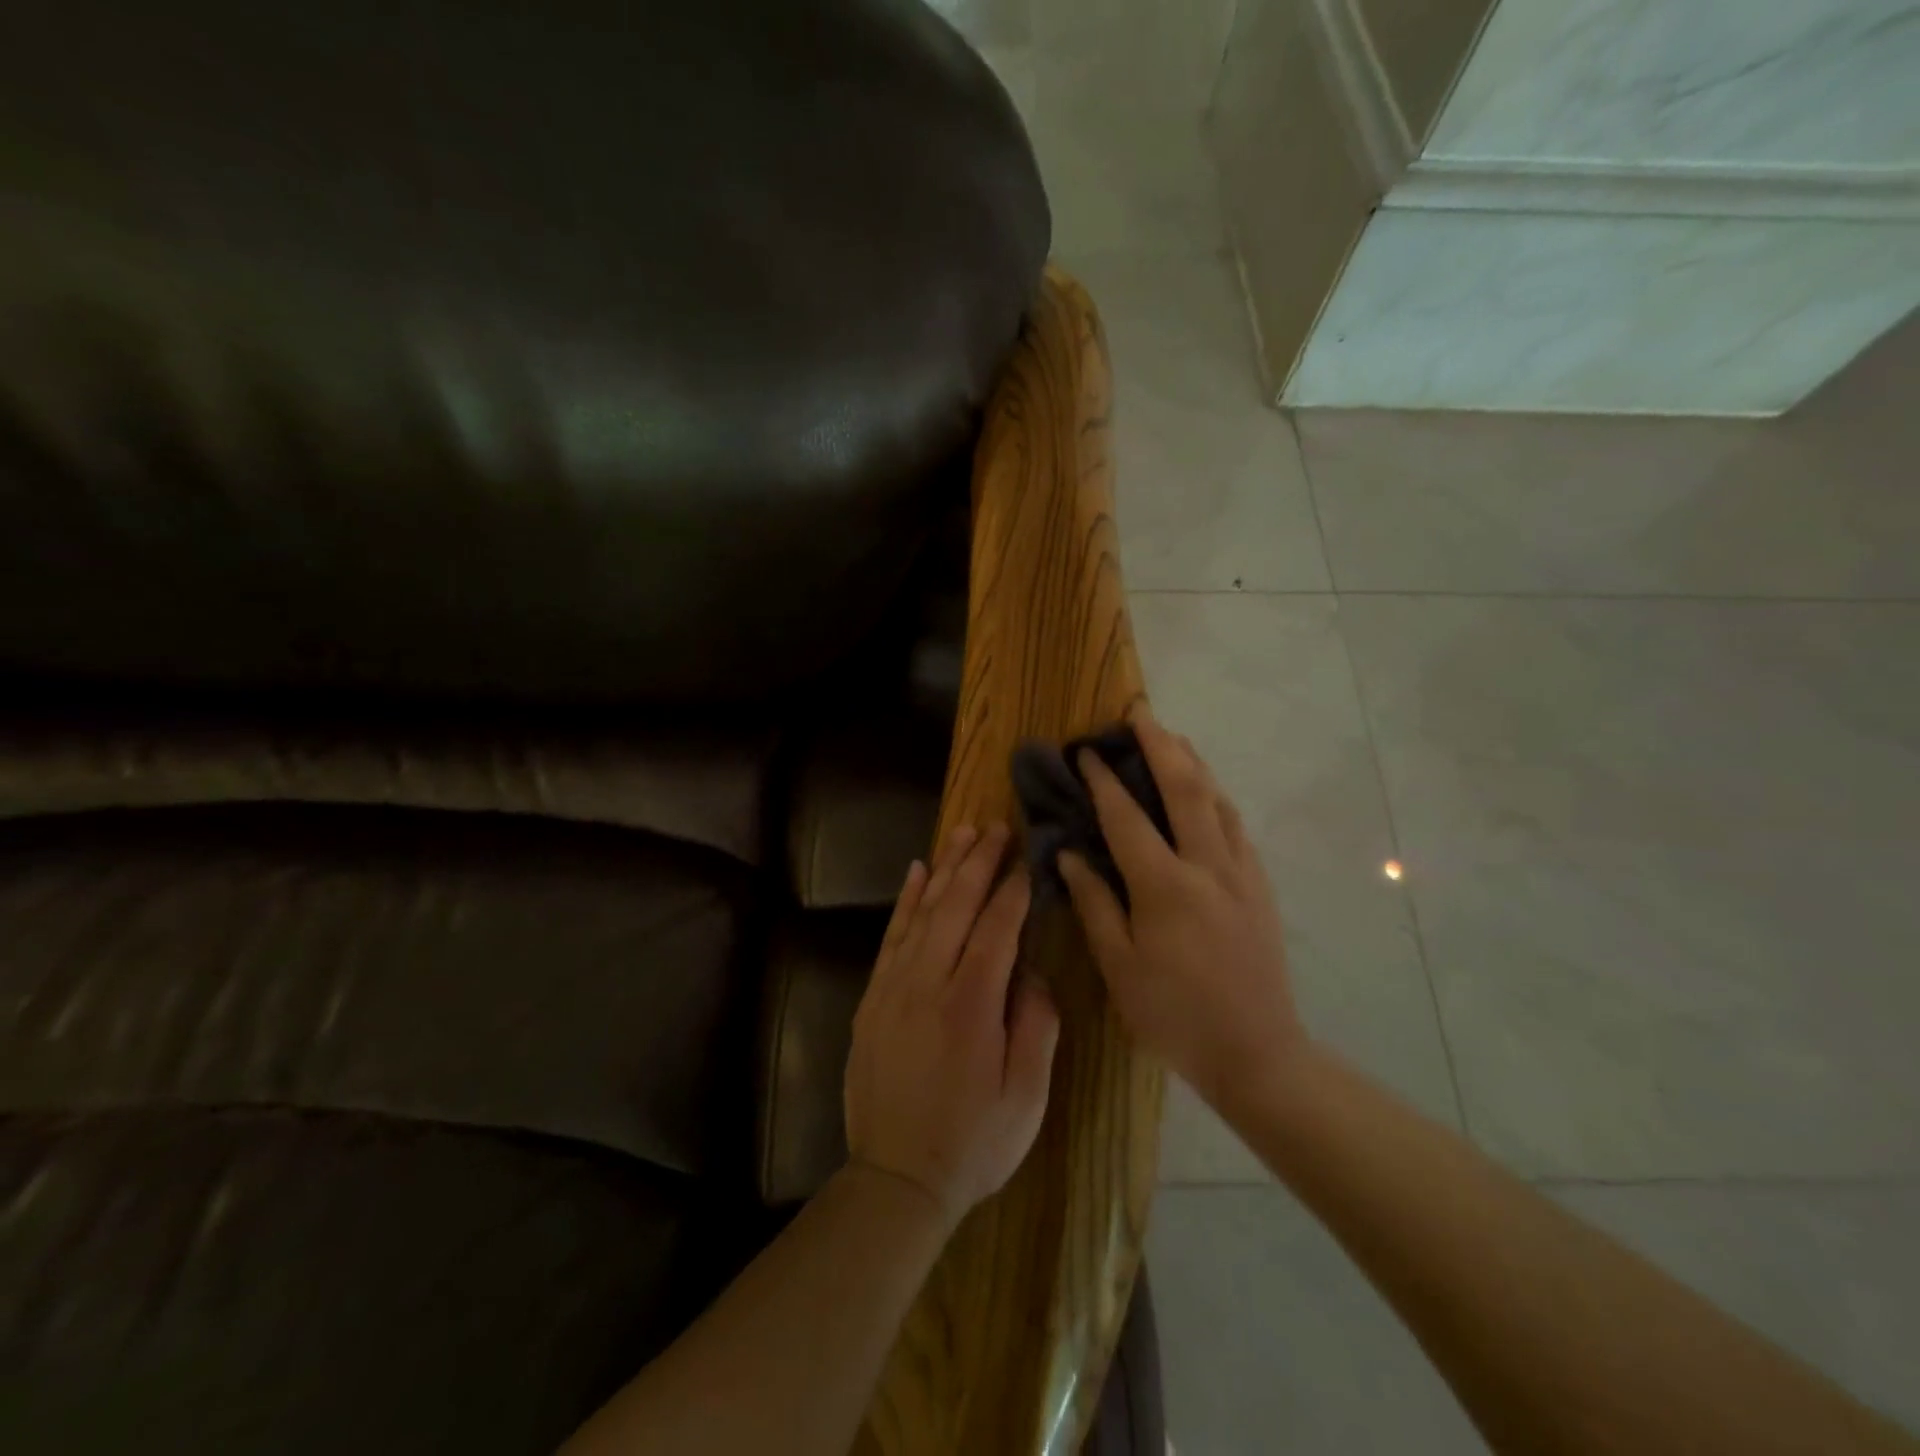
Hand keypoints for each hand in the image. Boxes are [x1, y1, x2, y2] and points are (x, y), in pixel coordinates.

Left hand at [844, 823, 1060, 1231]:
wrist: (896, 1180)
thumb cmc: (974, 1142)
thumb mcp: (1028, 1095)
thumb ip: (1036, 1023)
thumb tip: (1029, 970)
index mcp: (971, 1005)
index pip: (997, 928)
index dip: (1015, 889)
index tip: (1029, 858)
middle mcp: (928, 983)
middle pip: (956, 906)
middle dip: (979, 861)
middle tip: (996, 826)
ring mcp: (893, 987)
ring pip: (922, 911)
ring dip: (944, 867)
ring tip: (963, 832)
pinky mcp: (872, 998)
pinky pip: (891, 935)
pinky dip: (906, 900)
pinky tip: (917, 872)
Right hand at [1059, 711, 1303, 1111]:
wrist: (1258, 1053)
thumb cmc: (1174, 1015)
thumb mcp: (1119, 967)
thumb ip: (1094, 903)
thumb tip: (1069, 853)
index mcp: (1165, 886)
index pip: (1126, 817)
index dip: (1103, 780)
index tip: (1085, 750)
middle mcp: (1207, 866)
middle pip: (1184, 787)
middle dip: (1159, 744)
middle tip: (1139, 713)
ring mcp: (1241, 873)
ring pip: (1217, 799)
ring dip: (1192, 762)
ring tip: (1171, 738)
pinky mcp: (1260, 886)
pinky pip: (1235, 825)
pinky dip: (1214, 796)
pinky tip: (1204, 794)